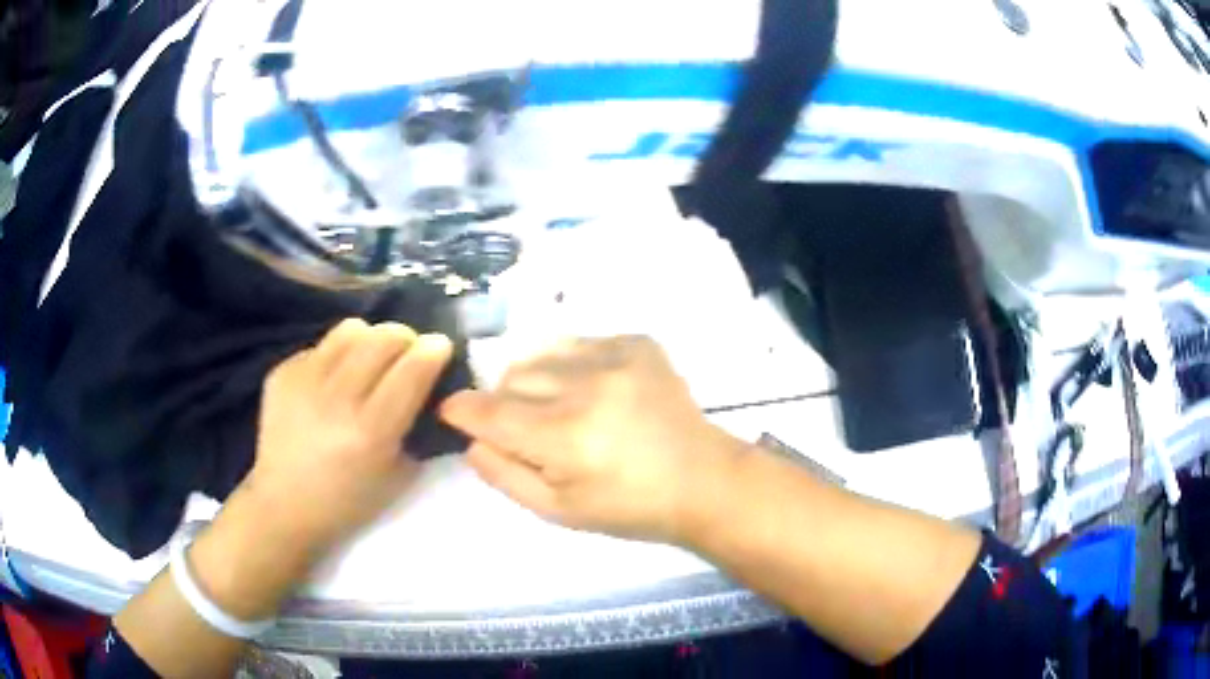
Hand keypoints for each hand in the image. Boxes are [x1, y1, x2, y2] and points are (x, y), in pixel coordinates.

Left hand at [244, 318, 453, 552]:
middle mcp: (336, 400)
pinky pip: (321, 346)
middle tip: (407, 353)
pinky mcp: (282, 373)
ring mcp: (303, 382)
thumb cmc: (348, 501)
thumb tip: (429, 390)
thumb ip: (416, 428)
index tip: (441, 347)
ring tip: (369, 359)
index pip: (412, 369)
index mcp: (370, 432)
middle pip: (384, 337)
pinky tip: (332, 382)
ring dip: (371, 339)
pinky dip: (337, 356)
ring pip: (351, 329)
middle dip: (406, 338)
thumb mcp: (398, 475)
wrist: (284, 504)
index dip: (434, 350)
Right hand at [440, 336, 741, 543]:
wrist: (702, 480)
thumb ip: (503, 475)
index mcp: (565, 438)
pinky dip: (569, 364)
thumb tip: (469, 440)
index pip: (489, 412)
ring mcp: (615, 357)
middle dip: (503, 402)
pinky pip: (577, 343)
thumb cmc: (628, 507)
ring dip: (534, 379)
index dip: (461, 410)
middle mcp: (586, 387)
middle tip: (525, 429)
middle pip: (511, 378)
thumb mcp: (557, 511)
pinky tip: (592, 390)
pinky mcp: (637, 342)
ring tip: (557, 407)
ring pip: (540, 354)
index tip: (451, 412)